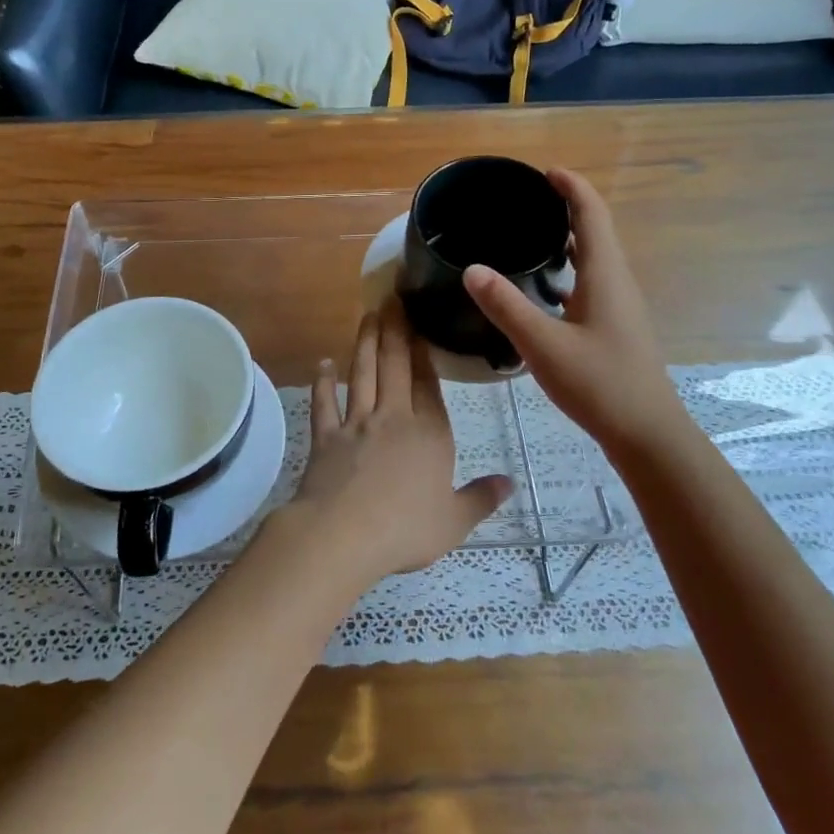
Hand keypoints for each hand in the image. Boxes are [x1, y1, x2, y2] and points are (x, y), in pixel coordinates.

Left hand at [268, 302, 510, 587]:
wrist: (344, 534)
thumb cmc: (406, 529)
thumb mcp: (455, 521)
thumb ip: (481, 498)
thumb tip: (510, 483)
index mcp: (430, 434)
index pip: (428, 384)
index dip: (424, 352)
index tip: (420, 324)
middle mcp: (393, 419)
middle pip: (395, 367)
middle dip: (395, 332)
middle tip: (391, 299)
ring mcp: (356, 424)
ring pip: (362, 375)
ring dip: (365, 344)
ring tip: (368, 315)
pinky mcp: (326, 437)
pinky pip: (324, 404)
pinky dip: (323, 382)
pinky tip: (323, 364)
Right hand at [464, 169, 690, 458]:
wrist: (646, 433)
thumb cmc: (599, 384)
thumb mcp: (544, 345)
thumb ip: (507, 306)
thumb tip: (472, 268)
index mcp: (605, 275)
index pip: (592, 213)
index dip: (571, 186)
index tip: (543, 171)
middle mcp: (617, 282)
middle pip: (596, 230)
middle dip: (566, 208)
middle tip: (526, 202)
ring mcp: (619, 306)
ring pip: (594, 259)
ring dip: (568, 239)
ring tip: (530, 236)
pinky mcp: (614, 327)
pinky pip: (591, 283)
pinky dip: (568, 271)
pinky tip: (544, 290)